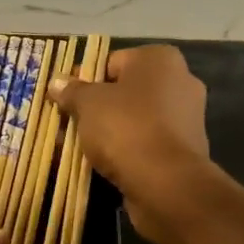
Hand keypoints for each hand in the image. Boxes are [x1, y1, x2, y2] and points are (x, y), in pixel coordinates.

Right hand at [48, 44, 212, 243]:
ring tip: (76, 147)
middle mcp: (179, 82)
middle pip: (123, 92)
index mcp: (159, 59)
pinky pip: (144, 143)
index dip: (84, 80)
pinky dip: (124, 151)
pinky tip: (100, 164)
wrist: (166, 184)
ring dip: (107, 131)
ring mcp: (185, 118)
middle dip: (95, 108)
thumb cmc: (126, 128)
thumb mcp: (88, 104)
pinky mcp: (183, 151)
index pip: (112, 62)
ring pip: (133, 120)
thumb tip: (57, 82)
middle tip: (67, 124)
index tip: (64, 99)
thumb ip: (72, 91)